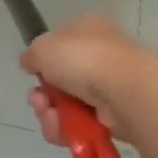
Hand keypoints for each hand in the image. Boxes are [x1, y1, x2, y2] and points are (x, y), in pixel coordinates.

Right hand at [20, 13, 152, 148]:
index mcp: (88, 28)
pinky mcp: (118, 116)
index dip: (43, 59)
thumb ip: (31, 55)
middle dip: (44, 93)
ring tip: (50, 116)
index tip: (33, 71)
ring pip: (68, 103)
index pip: (59, 42)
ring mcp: (111, 86)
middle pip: (61, 78)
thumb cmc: (82, 58)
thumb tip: (31, 64)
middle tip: (38, 100)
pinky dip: (68, 129)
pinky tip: (62, 129)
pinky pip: (83, 123)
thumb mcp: (41, 47)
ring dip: (51, 112)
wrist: (127, 92)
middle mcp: (101, 54)